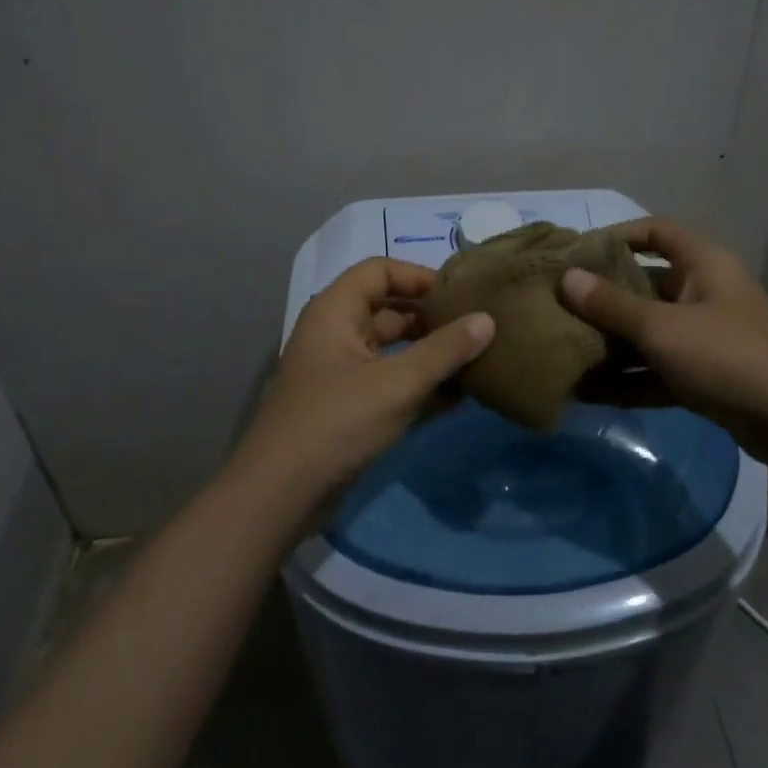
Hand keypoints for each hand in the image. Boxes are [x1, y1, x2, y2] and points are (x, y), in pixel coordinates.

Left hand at [234, 258, 494, 502]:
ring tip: (476, 360)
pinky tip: (458, 396)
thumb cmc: (336, 423)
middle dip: (431, 318)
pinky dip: (419, 384)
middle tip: (477, 328)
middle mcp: (335, 333)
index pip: (380, 271)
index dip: (419, 276)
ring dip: (430, 354)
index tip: (460, 294)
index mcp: (335, 311)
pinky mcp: (348, 407)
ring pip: (392, 349)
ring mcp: (340, 372)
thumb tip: (488, 319)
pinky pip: (389, 382)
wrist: (279, 496)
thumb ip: (445, 350)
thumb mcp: (396, 383)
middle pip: (388, 309)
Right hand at [559, 218, 767, 439]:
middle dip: (602, 298)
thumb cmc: (731, 355)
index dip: (617, 236)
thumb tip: (567, 278)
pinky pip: (656, 369)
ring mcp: (704, 337)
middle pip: (644, 285)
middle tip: (557, 307)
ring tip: (563, 352)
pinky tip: (588, 392)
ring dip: (611, 344)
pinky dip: (628, 379)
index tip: (577, 254)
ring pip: (647, 332)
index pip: (655, 232)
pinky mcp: (704, 376)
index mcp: (702, 264)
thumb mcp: (664, 328)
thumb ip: (613, 305)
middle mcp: (702, 293)